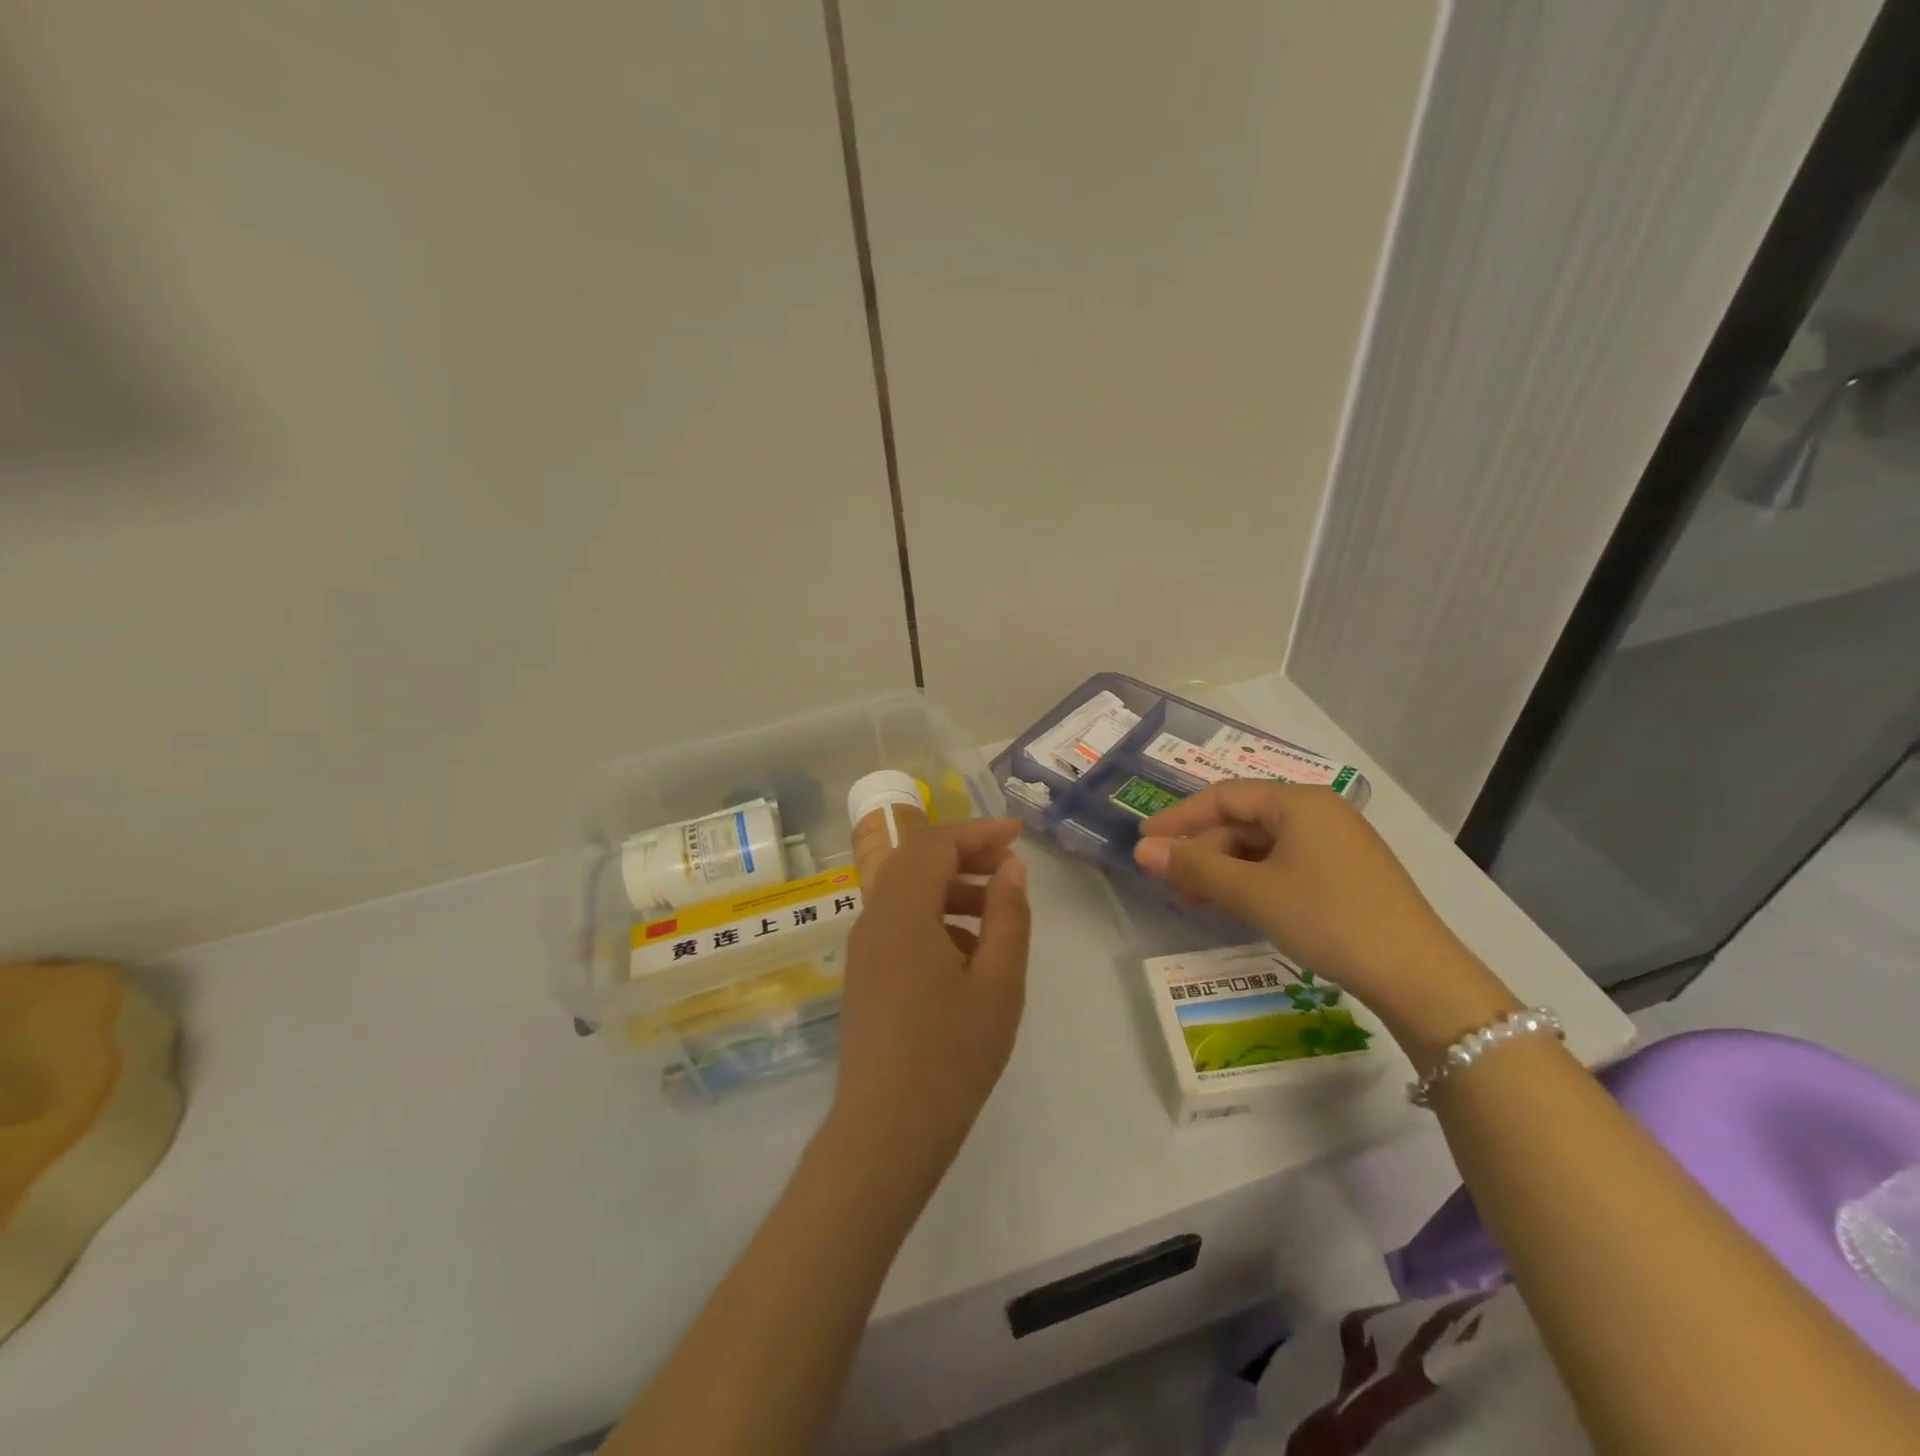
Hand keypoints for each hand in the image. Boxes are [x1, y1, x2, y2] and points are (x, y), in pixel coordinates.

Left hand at [830, 819, 1030, 1197]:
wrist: (885, 1132)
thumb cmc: (951, 1055)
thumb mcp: (998, 983)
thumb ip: (1008, 916)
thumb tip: (1010, 868)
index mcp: (902, 912)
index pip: (935, 844)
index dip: (977, 832)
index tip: (1018, 834)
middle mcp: (874, 919)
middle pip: (915, 861)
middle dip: (964, 853)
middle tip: (1009, 862)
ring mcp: (864, 949)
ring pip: (906, 893)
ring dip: (950, 887)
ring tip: (997, 908)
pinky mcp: (864, 976)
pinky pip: (899, 925)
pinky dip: (934, 918)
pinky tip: (968, 953)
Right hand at [1132, 782, 1514, 1057]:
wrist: (1418, 977)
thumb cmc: (1328, 919)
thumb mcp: (1253, 892)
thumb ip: (1195, 866)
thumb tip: (1142, 850)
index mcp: (1299, 802)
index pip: (1223, 796)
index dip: (1179, 817)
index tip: (1144, 842)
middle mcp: (1319, 812)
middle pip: (1243, 821)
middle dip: (1202, 850)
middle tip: (1168, 880)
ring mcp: (1336, 844)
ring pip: (1262, 847)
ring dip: (1224, 869)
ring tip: (1194, 899)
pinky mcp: (1345, 875)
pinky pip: (1284, 865)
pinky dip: (1253, 882)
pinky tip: (1235, 906)